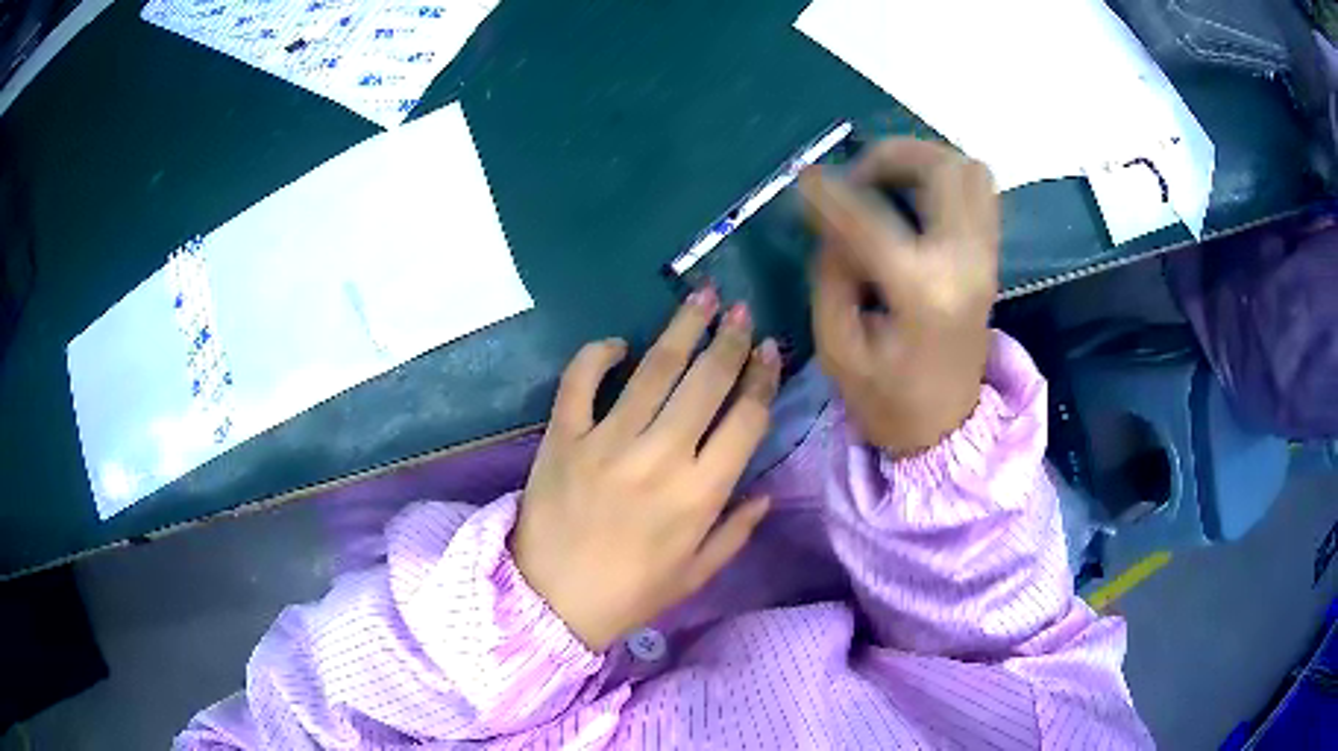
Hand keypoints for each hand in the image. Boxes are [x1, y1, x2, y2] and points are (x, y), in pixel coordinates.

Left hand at [511, 291, 779, 651]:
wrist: (549, 602)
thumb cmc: (630, 594)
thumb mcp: (696, 574)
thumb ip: (735, 532)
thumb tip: (766, 493)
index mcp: (700, 494)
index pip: (746, 419)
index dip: (763, 378)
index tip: (771, 352)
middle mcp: (660, 457)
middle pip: (706, 382)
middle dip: (730, 340)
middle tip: (741, 311)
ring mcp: (607, 442)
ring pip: (654, 370)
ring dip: (682, 329)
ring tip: (701, 298)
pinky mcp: (563, 437)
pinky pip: (580, 381)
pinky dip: (597, 355)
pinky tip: (618, 343)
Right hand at [800, 139, 999, 455]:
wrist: (945, 429)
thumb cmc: (886, 399)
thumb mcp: (837, 346)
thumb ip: (832, 271)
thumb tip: (832, 218)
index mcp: (923, 291)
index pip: (871, 217)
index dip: (830, 192)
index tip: (803, 180)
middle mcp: (964, 261)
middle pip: (941, 168)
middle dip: (889, 157)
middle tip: (855, 177)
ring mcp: (985, 257)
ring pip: (968, 171)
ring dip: (922, 161)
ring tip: (885, 180)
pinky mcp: (990, 259)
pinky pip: (979, 193)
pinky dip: (945, 178)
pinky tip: (914, 196)